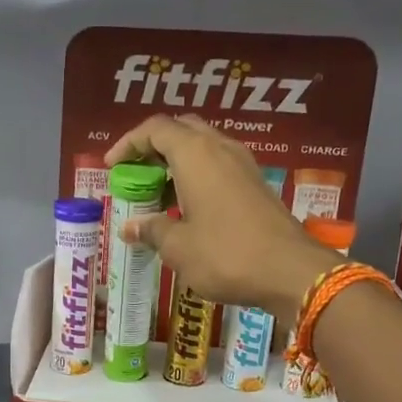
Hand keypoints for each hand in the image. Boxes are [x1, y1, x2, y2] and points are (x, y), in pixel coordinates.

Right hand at [106, 114, 335, 320]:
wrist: (290, 272)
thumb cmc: (226, 255)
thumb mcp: (178, 247)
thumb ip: (152, 231)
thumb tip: (130, 228)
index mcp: (196, 154)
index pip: (155, 129)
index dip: (128, 143)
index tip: (112, 167)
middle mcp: (221, 149)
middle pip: (181, 131)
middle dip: (153, 149)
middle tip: (136, 176)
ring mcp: (243, 165)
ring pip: (202, 149)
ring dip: (176, 165)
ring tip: (157, 196)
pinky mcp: (256, 185)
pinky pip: (219, 168)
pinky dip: (197, 179)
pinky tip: (187, 210)